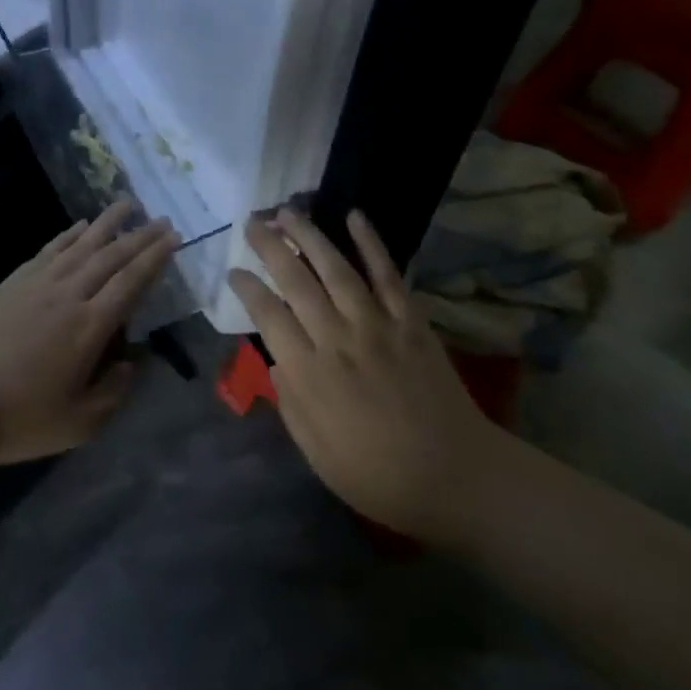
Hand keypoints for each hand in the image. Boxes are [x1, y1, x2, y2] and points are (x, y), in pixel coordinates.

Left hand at [0, 201, 178, 464]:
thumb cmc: (18, 420)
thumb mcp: (79, 423)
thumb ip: (114, 391)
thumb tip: (132, 361)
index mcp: (90, 327)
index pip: (131, 282)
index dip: (155, 258)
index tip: (174, 238)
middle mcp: (69, 294)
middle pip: (111, 256)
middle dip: (140, 235)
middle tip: (162, 219)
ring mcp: (38, 284)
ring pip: (82, 244)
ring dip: (107, 223)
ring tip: (127, 204)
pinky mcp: (13, 282)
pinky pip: (50, 249)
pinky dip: (69, 234)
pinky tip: (80, 225)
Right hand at [229, 208, 494, 540]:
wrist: (457, 476)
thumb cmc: (380, 476)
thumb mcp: (319, 457)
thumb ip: (291, 406)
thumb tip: (276, 362)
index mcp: (311, 375)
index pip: (268, 316)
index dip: (247, 289)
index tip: (233, 271)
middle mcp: (338, 340)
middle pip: (296, 282)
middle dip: (270, 247)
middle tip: (252, 222)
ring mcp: (377, 325)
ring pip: (335, 269)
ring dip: (309, 236)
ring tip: (288, 212)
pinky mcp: (410, 320)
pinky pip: (388, 274)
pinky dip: (371, 243)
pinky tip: (355, 216)